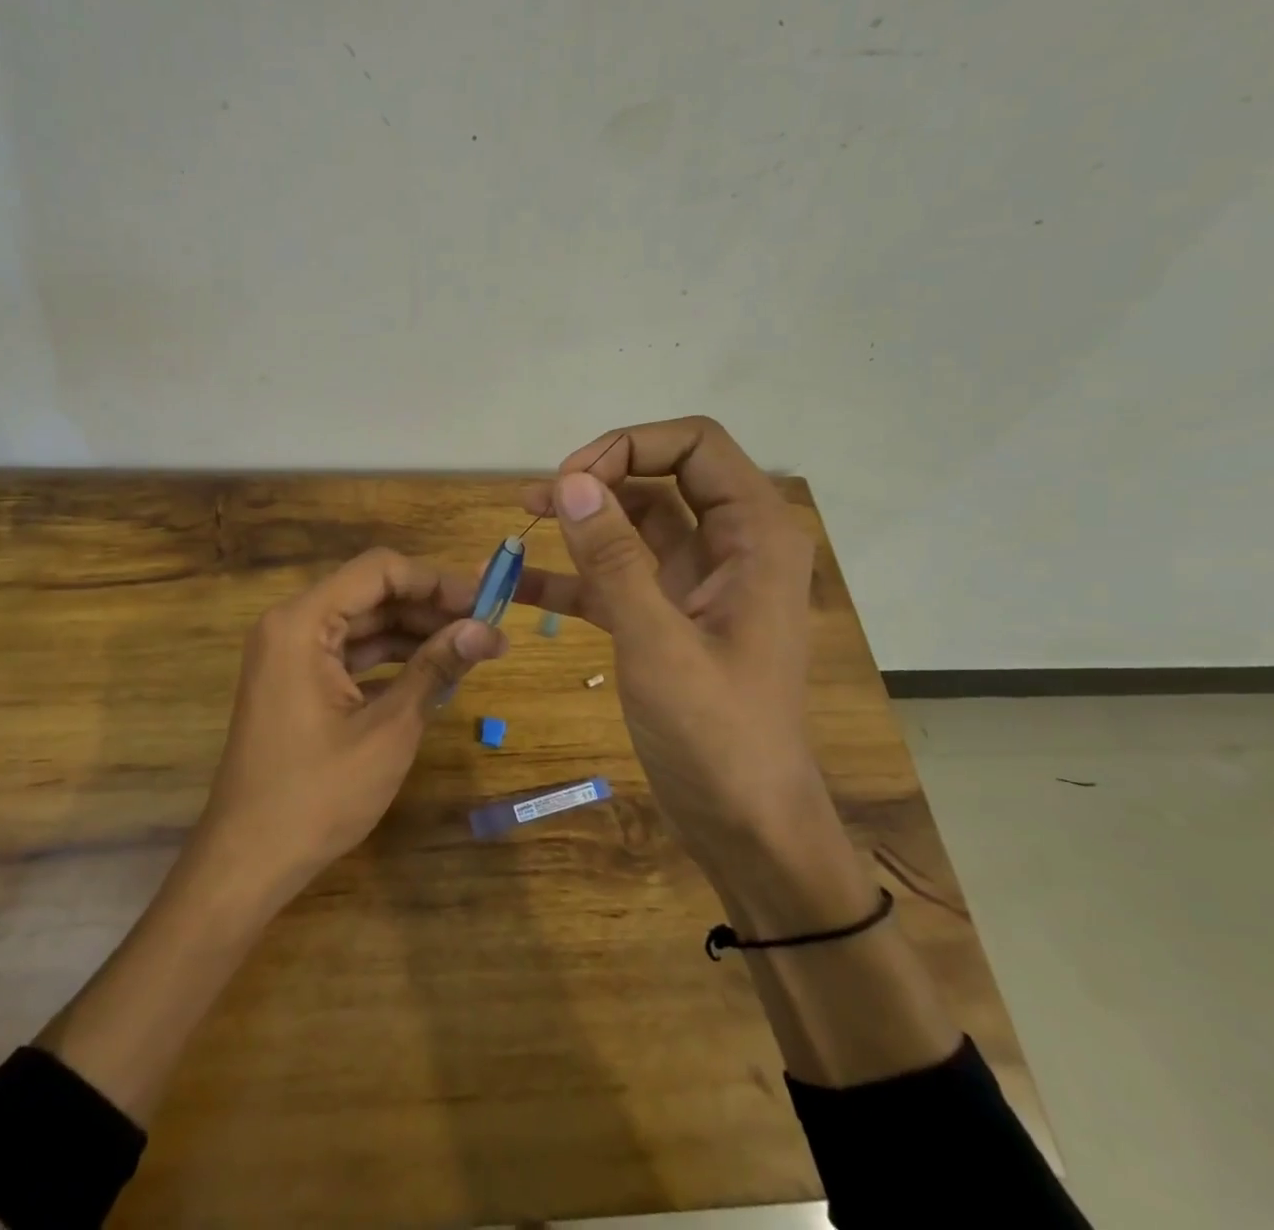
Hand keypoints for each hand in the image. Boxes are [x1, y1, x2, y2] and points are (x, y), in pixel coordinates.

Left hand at [196, 547, 507, 899]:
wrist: (248, 860)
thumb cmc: (318, 794)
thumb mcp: (389, 729)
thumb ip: (436, 668)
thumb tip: (486, 629)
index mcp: (303, 622)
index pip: (379, 570)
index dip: (436, 581)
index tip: (485, 602)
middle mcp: (291, 625)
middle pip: (372, 594)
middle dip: (431, 608)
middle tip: (488, 630)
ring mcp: (290, 654)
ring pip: (363, 623)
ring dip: (415, 633)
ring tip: (472, 650)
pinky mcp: (296, 681)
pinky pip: (350, 653)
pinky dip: (390, 659)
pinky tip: (433, 672)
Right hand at [516, 416, 820, 848]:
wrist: (746, 827)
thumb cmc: (718, 736)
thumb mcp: (659, 644)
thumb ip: (615, 560)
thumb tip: (572, 482)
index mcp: (755, 536)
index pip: (696, 445)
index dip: (630, 446)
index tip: (571, 480)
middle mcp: (731, 546)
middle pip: (662, 476)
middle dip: (601, 477)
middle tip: (541, 499)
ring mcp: (697, 582)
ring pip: (636, 523)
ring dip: (582, 518)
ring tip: (522, 516)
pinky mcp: (667, 617)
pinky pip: (617, 576)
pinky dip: (574, 575)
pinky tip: (518, 583)